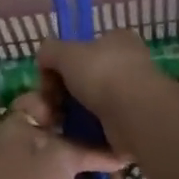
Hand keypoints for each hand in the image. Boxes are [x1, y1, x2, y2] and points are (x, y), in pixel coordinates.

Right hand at [36, 32, 171, 152]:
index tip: (47, 80)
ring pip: (88, 105)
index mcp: (117, 40)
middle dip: (59, 94)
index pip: (83, 48)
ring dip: (67, 115)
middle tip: (46, 109)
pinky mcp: (129, 124)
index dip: (60, 64)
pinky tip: (69, 137)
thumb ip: (50, 51)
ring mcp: (130, 96)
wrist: (135, 115)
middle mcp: (126, 65)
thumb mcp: (66, 52)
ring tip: (52, 125)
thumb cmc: (102, 74)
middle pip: (82, 79)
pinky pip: (98, 127)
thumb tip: (43, 60)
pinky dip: (82, 133)